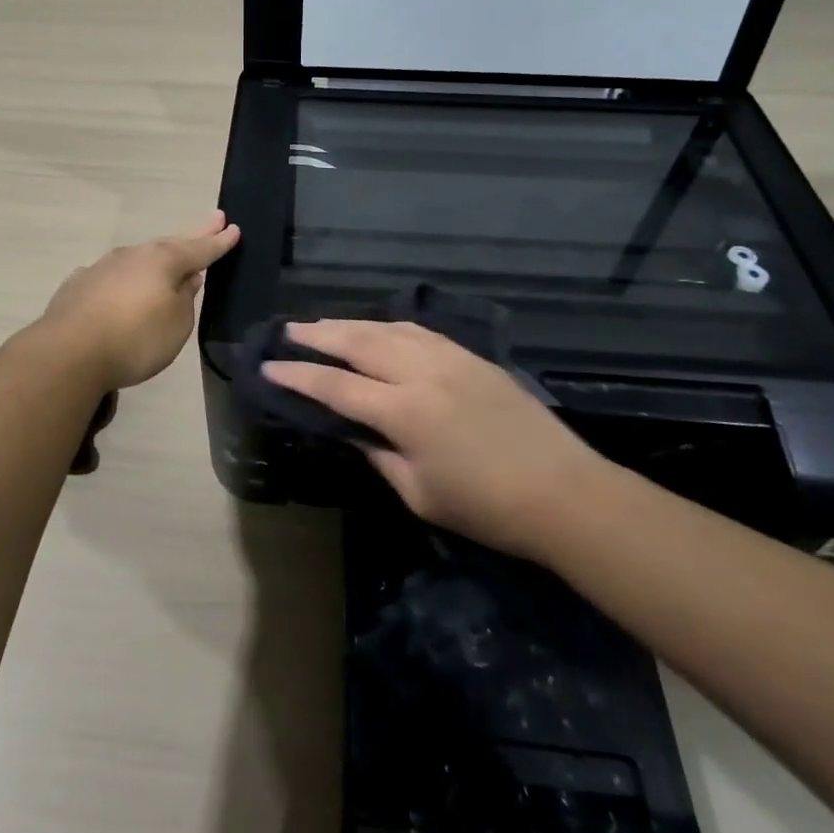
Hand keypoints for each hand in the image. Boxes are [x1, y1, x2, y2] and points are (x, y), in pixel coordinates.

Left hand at [39, 211, 241, 389]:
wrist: (68, 353)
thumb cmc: (135, 339)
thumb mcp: (177, 324)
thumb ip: (185, 299)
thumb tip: (186, 280)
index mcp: (162, 261)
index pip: (199, 249)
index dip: (218, 242)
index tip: (234, 228)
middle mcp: (132, 256)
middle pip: (169, 244)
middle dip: (193, 234)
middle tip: (214, 219)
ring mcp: (101, 268)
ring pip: (138, 257)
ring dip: (156, 256)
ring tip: (170, 255)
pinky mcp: (78, 286)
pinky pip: (111, 276)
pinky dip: (123, 277)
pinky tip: (120, 282)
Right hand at [261, 320, 599, 555]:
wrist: (565, 493)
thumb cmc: (487, 508)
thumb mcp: (419, 494)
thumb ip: (379, 455)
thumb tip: (352, 430)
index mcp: (405, 412)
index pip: (336, 387)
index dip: (298, 376)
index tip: (268, 366)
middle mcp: (423, 373)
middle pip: (358, 342)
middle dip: (317, 334)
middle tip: (286, 330)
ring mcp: (450, 359)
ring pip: (388, 328)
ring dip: (350, 324)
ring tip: (323, 325)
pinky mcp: (472, 357)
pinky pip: (419, 331)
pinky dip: (389, 326)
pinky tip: (378, 329)